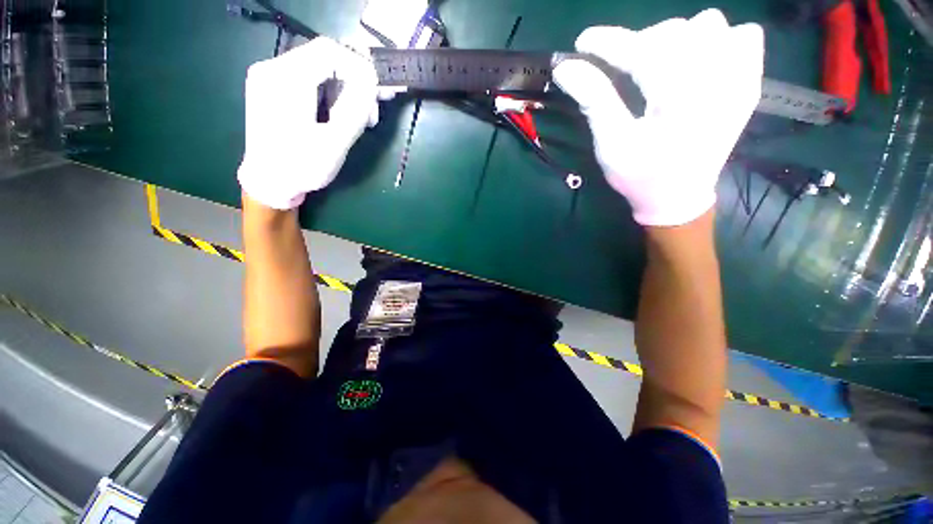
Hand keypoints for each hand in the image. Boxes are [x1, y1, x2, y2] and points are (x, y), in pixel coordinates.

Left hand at [238, 37, 378, 209]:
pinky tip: (341, 114)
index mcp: (286, 79)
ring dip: (346, 89)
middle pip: (325, 57)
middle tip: (373, 111)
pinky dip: (332, 92)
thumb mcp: (335, 143)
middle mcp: (273, 68)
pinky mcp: (274, 87)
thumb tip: (374, 81)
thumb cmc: (301, 167)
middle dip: (356, 81)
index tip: (378, 94)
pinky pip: (310, 78)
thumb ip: (355, 109)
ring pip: (320, 68)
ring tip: (361, 118)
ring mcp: (271, 77)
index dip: (360, 68)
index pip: (330, 51)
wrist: (268, 182)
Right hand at [553, 10, 763, 225]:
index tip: (582, 43)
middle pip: (675, 31)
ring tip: (659, 67)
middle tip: (622, 69)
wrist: (678, 198)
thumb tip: (567, 69)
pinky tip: (700, 64)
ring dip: (677, 40)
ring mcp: (738, 79)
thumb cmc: (639, 176)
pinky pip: (745, 37)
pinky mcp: (748, 84)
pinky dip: (720, 40)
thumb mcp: (611, 144)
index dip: (608, 42)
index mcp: (677, 100)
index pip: (641, 50)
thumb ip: (594, 101)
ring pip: (710, 26)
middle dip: (640, 44)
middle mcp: (716, 80)